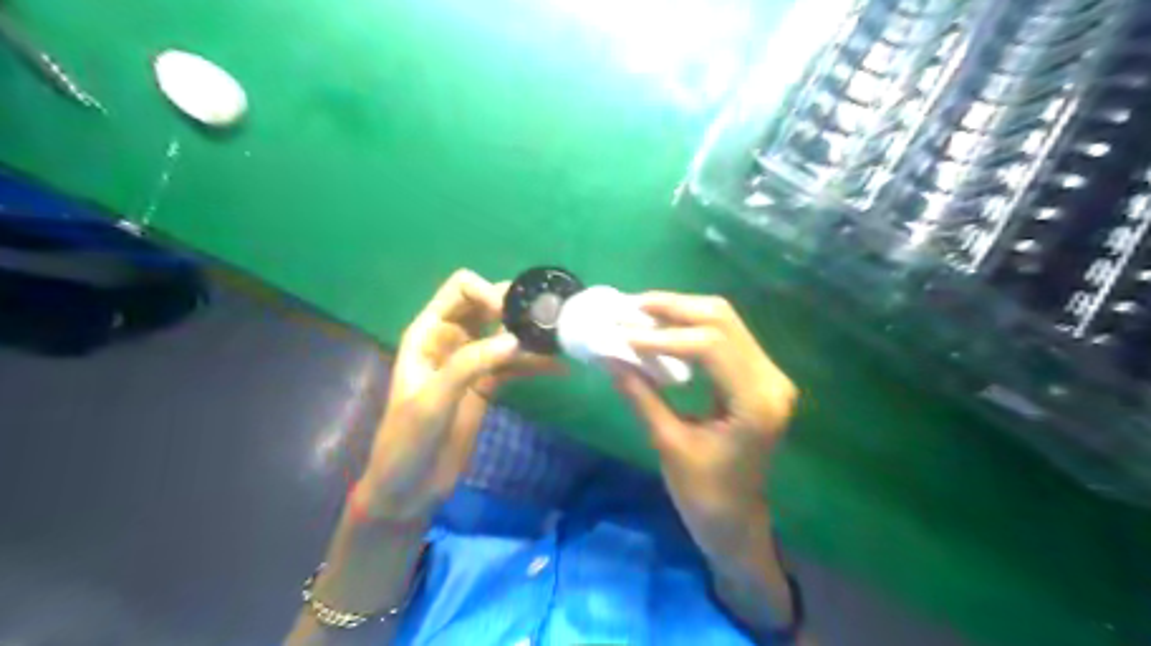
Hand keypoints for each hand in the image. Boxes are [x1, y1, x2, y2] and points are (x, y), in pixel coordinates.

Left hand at [358, 271, 560, 521]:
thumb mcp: (432, 401)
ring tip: (562, 341)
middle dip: (517, 308)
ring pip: (506, 335)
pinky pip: (514, 365)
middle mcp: (452, 339)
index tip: (510, 316)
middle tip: (549, 320)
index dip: (487, 293)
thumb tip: (516, 340)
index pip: (461, 289)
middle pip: (488, 305)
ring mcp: (472, 361)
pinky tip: (559, 367)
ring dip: (531, 336)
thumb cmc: (407, 441)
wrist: (408, 488)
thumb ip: (469, 365)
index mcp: (428, 333)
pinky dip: (534, 363)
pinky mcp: (487, 384)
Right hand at [617, 293, 796, 559]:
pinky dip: (690, 326)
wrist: (737, 521)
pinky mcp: (757, 376)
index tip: (621, 334)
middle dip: (672, 308)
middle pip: (722, 319)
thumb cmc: (704, 495)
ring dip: (680, 311)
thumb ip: (640, 395)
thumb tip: (607, 356)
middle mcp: (771, 379)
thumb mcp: (668, 444)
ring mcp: (768, 375)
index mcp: (755, 402)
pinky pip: (724, 336)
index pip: (710, 346)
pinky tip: (662, 328)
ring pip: (724, 321)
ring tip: (639, 312)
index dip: (663, 335)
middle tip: (629, 308)